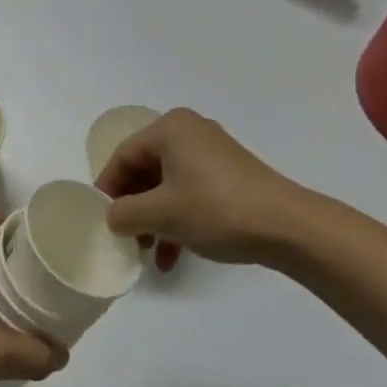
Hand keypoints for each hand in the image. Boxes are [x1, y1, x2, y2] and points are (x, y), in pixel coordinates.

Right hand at [96, 108, 312, 265]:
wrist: (288, 226)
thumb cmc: (216, 209)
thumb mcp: (162, 214)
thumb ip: (125, 213)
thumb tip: (113, 217)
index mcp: (170, 129)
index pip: (124, 154)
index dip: (108, 187)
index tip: (99, 218)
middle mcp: (190, 132)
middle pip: (146, 169)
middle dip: (134, 206)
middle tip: (125, 237)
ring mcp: (212, 153)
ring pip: (169, 184)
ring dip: (155, 219)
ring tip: (148, 253)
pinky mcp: (230, 175)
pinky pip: (191, 192)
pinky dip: (179, 219)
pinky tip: (173, 257)